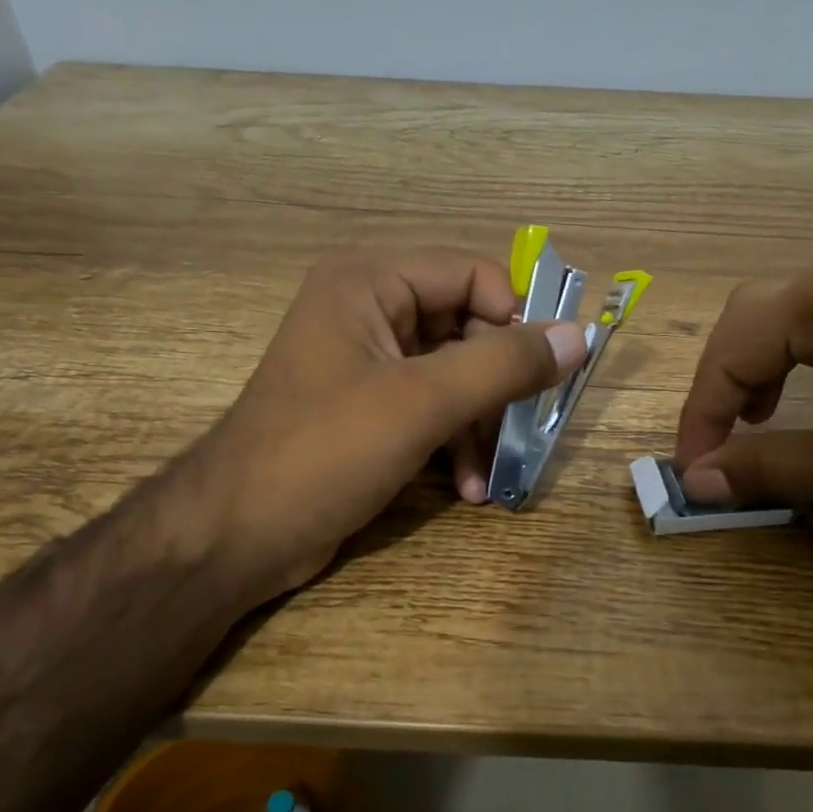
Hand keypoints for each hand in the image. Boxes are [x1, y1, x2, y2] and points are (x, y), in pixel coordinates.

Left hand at [181, 247, 586, 607]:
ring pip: (455, 374)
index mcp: (370, 282)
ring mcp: (368, 361)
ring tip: (491, 475)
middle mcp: (369, 309)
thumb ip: (502, 365)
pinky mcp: (369, 407)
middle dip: (497, 386)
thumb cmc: (323, 452)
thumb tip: (577, 336)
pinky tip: (468, 488)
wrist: (235, 536)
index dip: (513, 319)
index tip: (542, 374)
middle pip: (468, 327)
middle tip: (524, 432)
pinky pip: (432, 407)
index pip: (472, 275)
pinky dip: (455, 441)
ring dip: (480, 424)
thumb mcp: (420, 403)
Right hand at [673, 248, 812, 522]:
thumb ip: (764, 467)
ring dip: (766, 370)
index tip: (692, 472)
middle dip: (726, 384)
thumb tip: (696, 479)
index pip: (729, 349)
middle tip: (720, 442)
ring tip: (762, 420)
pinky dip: (812, 364)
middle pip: (755, 320)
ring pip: (797, 320)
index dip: (701, 414)